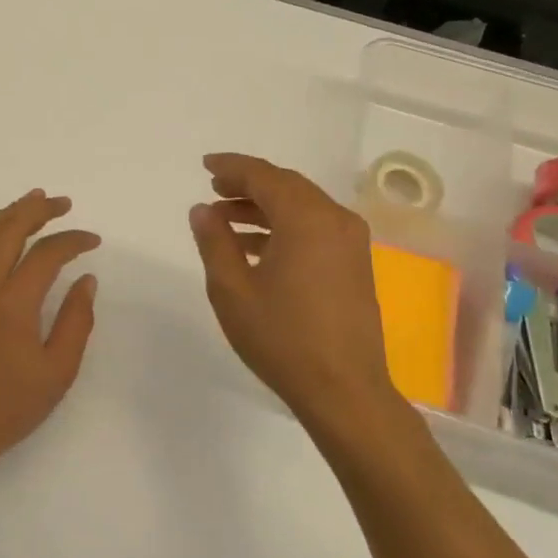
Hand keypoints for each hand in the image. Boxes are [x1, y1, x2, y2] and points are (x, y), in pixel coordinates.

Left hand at [0, 189, 100, 466]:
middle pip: (7, 230)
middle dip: (36, 210)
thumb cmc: (11, 406)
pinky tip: (0, 229)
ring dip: (9, 213)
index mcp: (11, 304)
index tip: (93, 240)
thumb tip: (86, 279)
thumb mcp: (58, 371)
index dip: (72, 241)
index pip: (45, 254)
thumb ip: (76, 320)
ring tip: (33, 201)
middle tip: (62, 202)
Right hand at [187, 153, 401, 427]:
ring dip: (264, 206)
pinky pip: (315, 227)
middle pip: (286, 185)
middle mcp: (334, 220)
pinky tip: (255, 247)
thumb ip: (214, 241)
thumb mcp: (232, 289)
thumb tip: (203, 209)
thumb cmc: (282, 338)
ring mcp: (350, 242)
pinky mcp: (355, 264)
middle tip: (214, 189)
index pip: (264, 175)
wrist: (344, 391)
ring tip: (226, 219)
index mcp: (306, 219)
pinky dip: (284, 226)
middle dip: (248, 184)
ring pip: (302, 206)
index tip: (205, 166)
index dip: (231, 167)